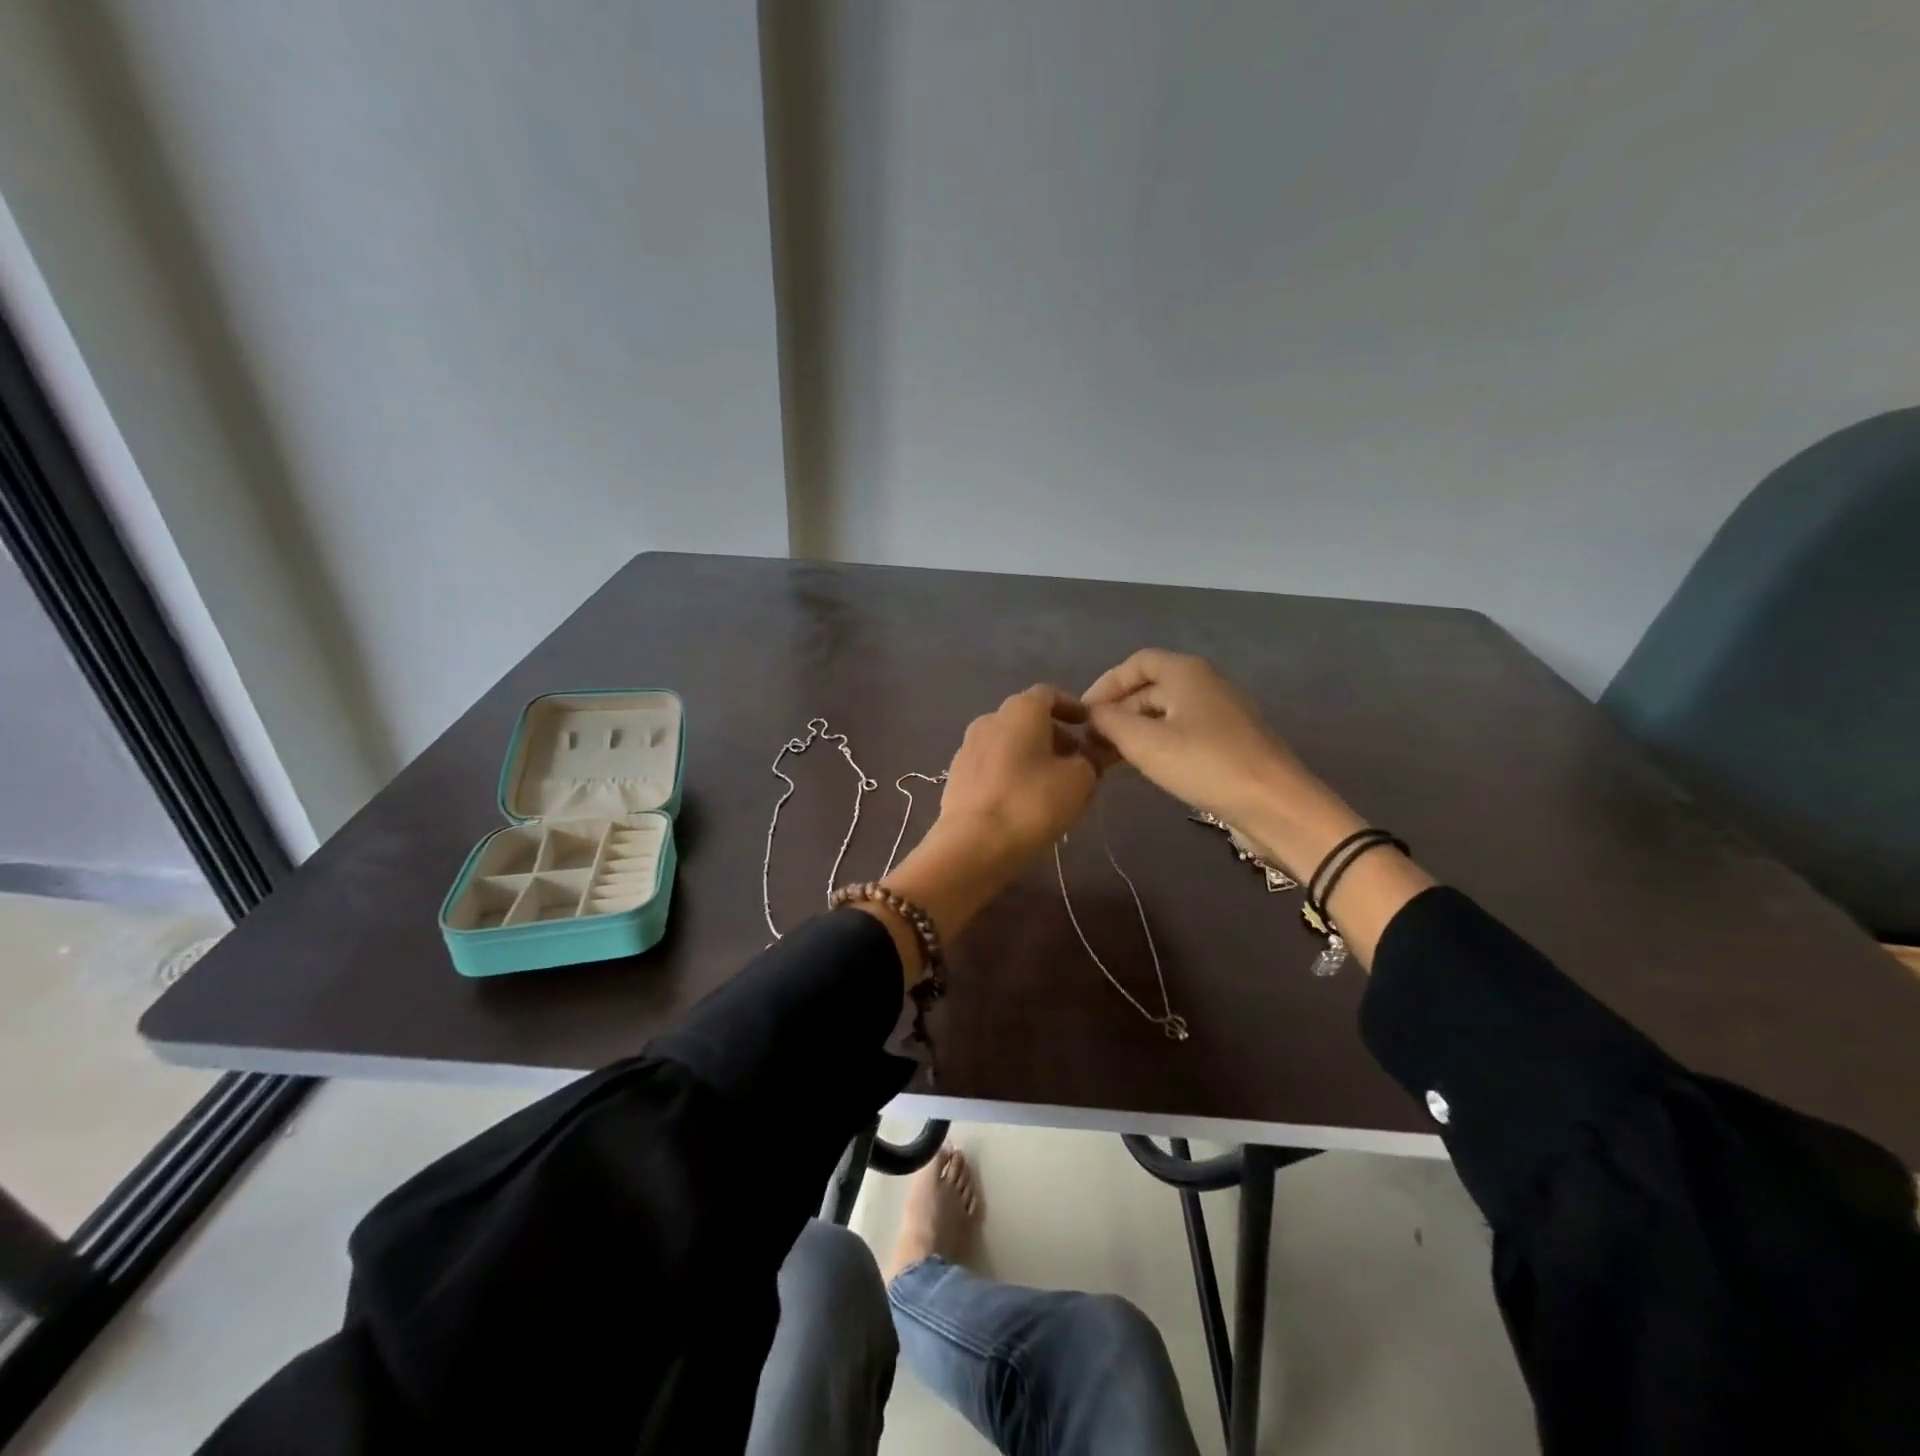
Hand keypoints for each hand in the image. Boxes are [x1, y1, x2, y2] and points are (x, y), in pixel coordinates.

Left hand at [936, 685, 1099, 865]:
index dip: (1072, 707)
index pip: (1049, 694)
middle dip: (1054, 736)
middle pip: (1027, 719)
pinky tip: (1023, 799)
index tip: (1088, 726)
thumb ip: (1090, 761)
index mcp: (1020, 710)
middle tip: (1077, 761)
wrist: (972, 844)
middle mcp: (989, 719)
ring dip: (1032, 756)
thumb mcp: (1079, 781)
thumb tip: (1088, 757)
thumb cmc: (1031, 803)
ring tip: (1053, 784)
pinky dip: (1011, 773)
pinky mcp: (956, 776)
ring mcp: (967, 747)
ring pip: (1008, 743)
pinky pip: (992, 765)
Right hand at [1081, 650, 1301, 821]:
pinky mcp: (1228, 741)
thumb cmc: (1204, 763)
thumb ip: (1109, 721)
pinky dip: (1157, 742)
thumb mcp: (1144, 742)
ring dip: (1135, 729)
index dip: (1106, 683)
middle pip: (1150, 687)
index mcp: (1186, 672)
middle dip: (1118, 710)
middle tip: (1091, 741)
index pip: (1136, 663)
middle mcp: (1204, 684)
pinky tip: (1143, 767)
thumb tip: (1091, 713)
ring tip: (1110, 757)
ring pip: (1165, 712)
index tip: (1083, 713)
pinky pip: (1182, 731)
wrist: (1273, 803)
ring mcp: (1220, 713)